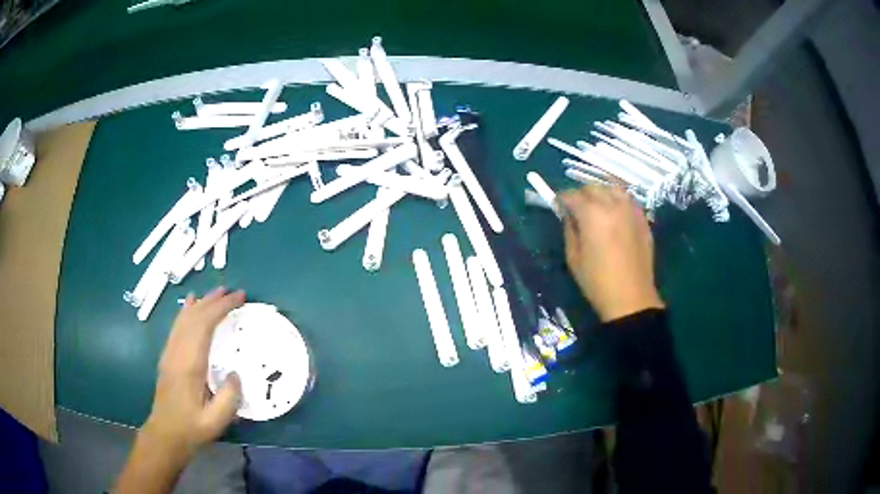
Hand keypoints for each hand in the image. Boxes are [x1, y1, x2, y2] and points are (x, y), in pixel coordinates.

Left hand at [142, 287, 245, 456]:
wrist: (166, 433)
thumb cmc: (192, 427)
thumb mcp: (215, 421)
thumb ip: (229, 398)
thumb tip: (235, 373)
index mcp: (189, 365)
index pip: (204, 326)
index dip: (221, 308)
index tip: (239, 298)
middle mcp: (177, 352)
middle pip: (194, 317)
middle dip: (213, 301)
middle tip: (233, 291)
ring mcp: (170, 352)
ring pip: (184, 319)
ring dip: (201, 303)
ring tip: (217, 293)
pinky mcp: (168, 356)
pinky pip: (177, 327)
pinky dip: (186, 312)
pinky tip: (190, 305)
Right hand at [560, 185, 663, 321]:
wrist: (631, 298)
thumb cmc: (597, 282)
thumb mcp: (574, 258)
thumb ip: (569, 230)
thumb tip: (569, 216)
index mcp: (592, 214)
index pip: (572, 195)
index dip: (562, 198)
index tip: (558, 205)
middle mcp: (613, 205)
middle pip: (593, 187)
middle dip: (582, 194)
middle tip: (577, 209)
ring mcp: (631, 210)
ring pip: (614, 188)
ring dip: (602, 193)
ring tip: (598, 207)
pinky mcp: (643, 219)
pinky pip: (629, 201)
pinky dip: (619, 201)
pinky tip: (616, 215)